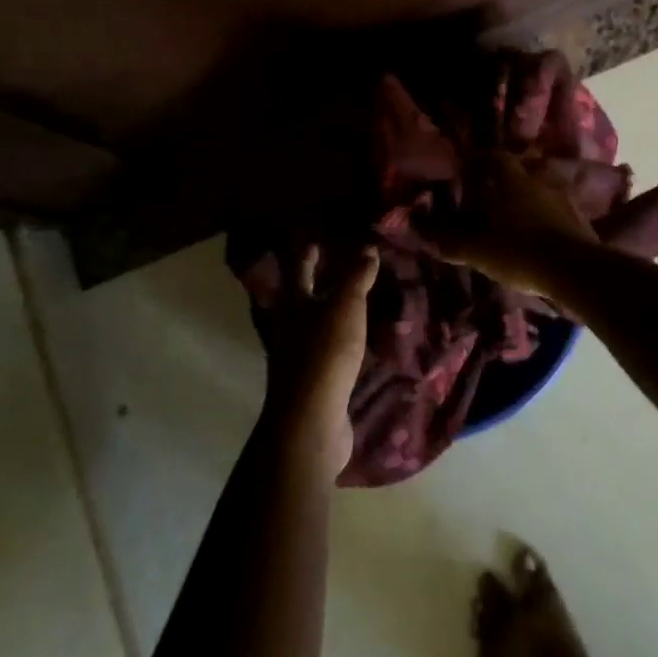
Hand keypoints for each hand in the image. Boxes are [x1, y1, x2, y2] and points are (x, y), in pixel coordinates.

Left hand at [260, 244, 378, 477]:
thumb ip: (356, 276)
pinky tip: (360, 338)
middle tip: (345, 261)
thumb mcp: (344, 306)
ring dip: (333, 308)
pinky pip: (329, 349)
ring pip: (317, 322)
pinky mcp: (314, 381)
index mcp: (292, 302)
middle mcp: (290, 325)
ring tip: (358, 297)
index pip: (298, 265)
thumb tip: (367, 247)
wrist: (311, 422)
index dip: (309, 248)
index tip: (321, 234)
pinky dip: (343, 337)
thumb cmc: (324, 353)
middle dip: (320, 278)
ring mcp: (300, 355)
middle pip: (303, 294)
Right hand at [423, 151, 597, 291]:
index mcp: (511, 180)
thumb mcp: (478, 250)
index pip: (492, 156)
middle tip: (491, 191)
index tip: (466, 169)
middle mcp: (537, 179)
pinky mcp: (578, 215)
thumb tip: (421, 230)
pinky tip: (539, 227)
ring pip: (540, 184)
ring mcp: (562, 196)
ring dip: (528, 192)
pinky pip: (556, 204)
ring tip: (516, 210)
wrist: (575, 270)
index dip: (477, 160)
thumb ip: (450, 240)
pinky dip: (545, 210)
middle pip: (519, 167)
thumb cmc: (520, 252)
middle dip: (504, 176)